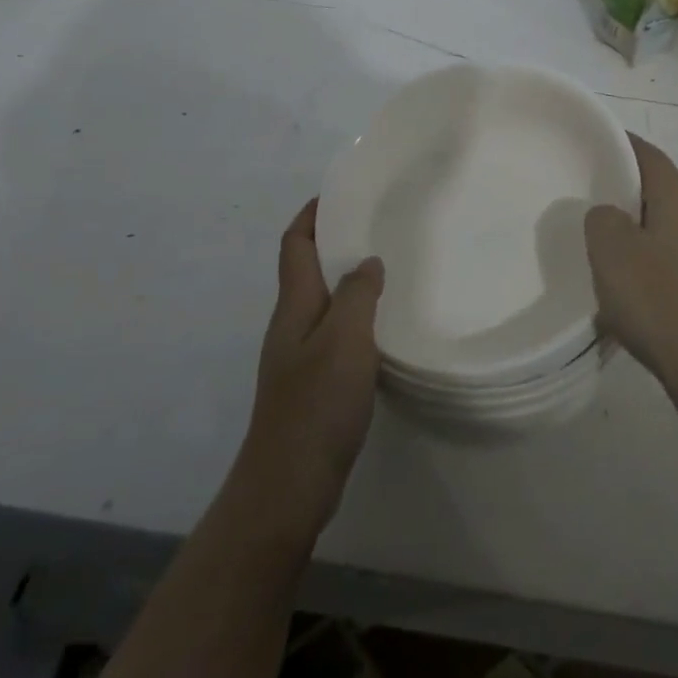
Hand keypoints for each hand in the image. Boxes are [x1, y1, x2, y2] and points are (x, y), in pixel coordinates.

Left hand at [235, 200, 383, 540]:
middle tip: (378, 228)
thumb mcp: (345, 340)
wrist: (288, 484)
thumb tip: (366, 261)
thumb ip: (357, 295)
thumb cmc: (316, 405)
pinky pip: (335, 334)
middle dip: (335, 243)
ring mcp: (299, 357)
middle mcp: (292, 325)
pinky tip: (385, 328)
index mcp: (294, 306)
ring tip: (388, 270)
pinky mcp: (313, 385)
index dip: (311, 215)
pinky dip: (356, 318)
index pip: (295, 246)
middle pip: (307, 270)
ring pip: (324, 303)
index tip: (340, 194)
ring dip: (348, 281)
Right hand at [585, 134, 677, 392]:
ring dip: (662, 237)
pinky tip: (668, 298)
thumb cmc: (663, 304)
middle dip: (638, 200)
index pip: (648, 155)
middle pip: (670, 193)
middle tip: (605, 218)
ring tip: (635, 265)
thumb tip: (613, 216)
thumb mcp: (611, 255)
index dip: (621, 147)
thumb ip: (603, 220)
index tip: (598, 149)